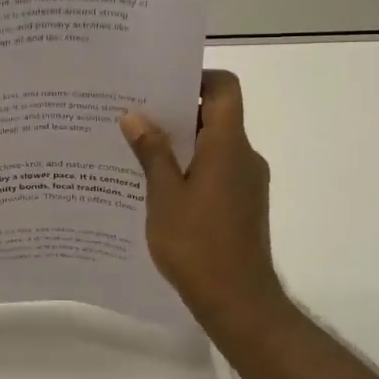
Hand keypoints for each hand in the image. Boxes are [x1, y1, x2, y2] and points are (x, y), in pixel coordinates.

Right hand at [120, 70, 285, 329]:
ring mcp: (245, 182)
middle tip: (133, 114)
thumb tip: (135, 116)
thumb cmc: (198, 245)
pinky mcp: (242, 204)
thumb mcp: (165, 196)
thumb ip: (152, 152)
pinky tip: (155, 185)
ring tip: (136, 149)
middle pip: (215, 115)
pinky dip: (189, 168)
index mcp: (228, 145)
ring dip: (179, 143)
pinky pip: (215, 170)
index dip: (196, 76)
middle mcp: (243, 156)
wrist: (238, 302)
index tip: (160, 84)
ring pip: (212, 145)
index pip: (224, 88)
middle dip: (175, 111)